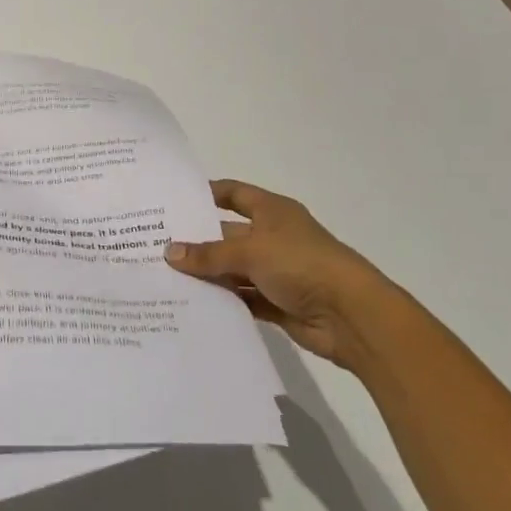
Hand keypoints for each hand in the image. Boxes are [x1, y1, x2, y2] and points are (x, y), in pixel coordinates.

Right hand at [164, 179, 389, 366]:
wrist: (352, 316)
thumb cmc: (302, 264)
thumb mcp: (250, 252)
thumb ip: (209, 254)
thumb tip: (169, 252)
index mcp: (272, 211)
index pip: (234, 194)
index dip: (207, 194)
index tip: (174, 200)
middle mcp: (274, 237)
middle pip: (229, 234)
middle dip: (199, 241)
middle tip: (157, 245)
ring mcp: (278, 271)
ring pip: (234, 269)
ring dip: (209, 275)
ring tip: (166, 277)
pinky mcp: (279, 303)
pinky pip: (244, 299)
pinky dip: (224, 301)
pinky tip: (193, 305)